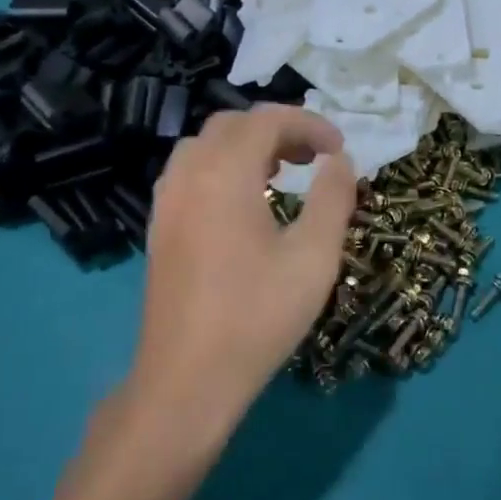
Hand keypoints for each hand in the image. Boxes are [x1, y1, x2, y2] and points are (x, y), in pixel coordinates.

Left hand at [131, 106, 356, 438]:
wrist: (188, 379)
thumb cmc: (258, 315)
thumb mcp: (314, 256)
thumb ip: (333, 197)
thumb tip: (341, 160)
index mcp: (225, 174)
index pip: (267, 120)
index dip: (309, 123)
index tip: (340, 149)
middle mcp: (188, 175)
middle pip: (233, 124)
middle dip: (278, 129)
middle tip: (315, 157)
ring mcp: (166, 201)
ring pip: (206, 146)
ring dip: (247, 145)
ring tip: (282, 172)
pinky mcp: (159, 227)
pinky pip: (190, 172)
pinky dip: (222, 167)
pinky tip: (246, 203)